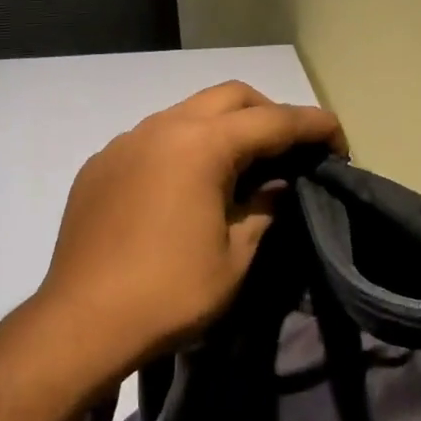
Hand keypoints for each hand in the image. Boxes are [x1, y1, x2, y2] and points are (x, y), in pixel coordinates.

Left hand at [34, 82, 343, 387]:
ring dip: (223, 127)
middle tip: (291, 151)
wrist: (81, 323)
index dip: (314, 126)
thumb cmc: (169, 293)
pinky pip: (153, 137)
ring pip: (188, 112)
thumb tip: (278, 186)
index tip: (339, 143)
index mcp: (201, 144)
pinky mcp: (100, 163)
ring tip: (241, 167)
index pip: (274, 120)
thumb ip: (264, 210)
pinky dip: (183, 146)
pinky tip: (186, 185)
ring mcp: (125, 141)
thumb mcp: (235, 258)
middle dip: (269, 114)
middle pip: (231, 97)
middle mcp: (161, 127)